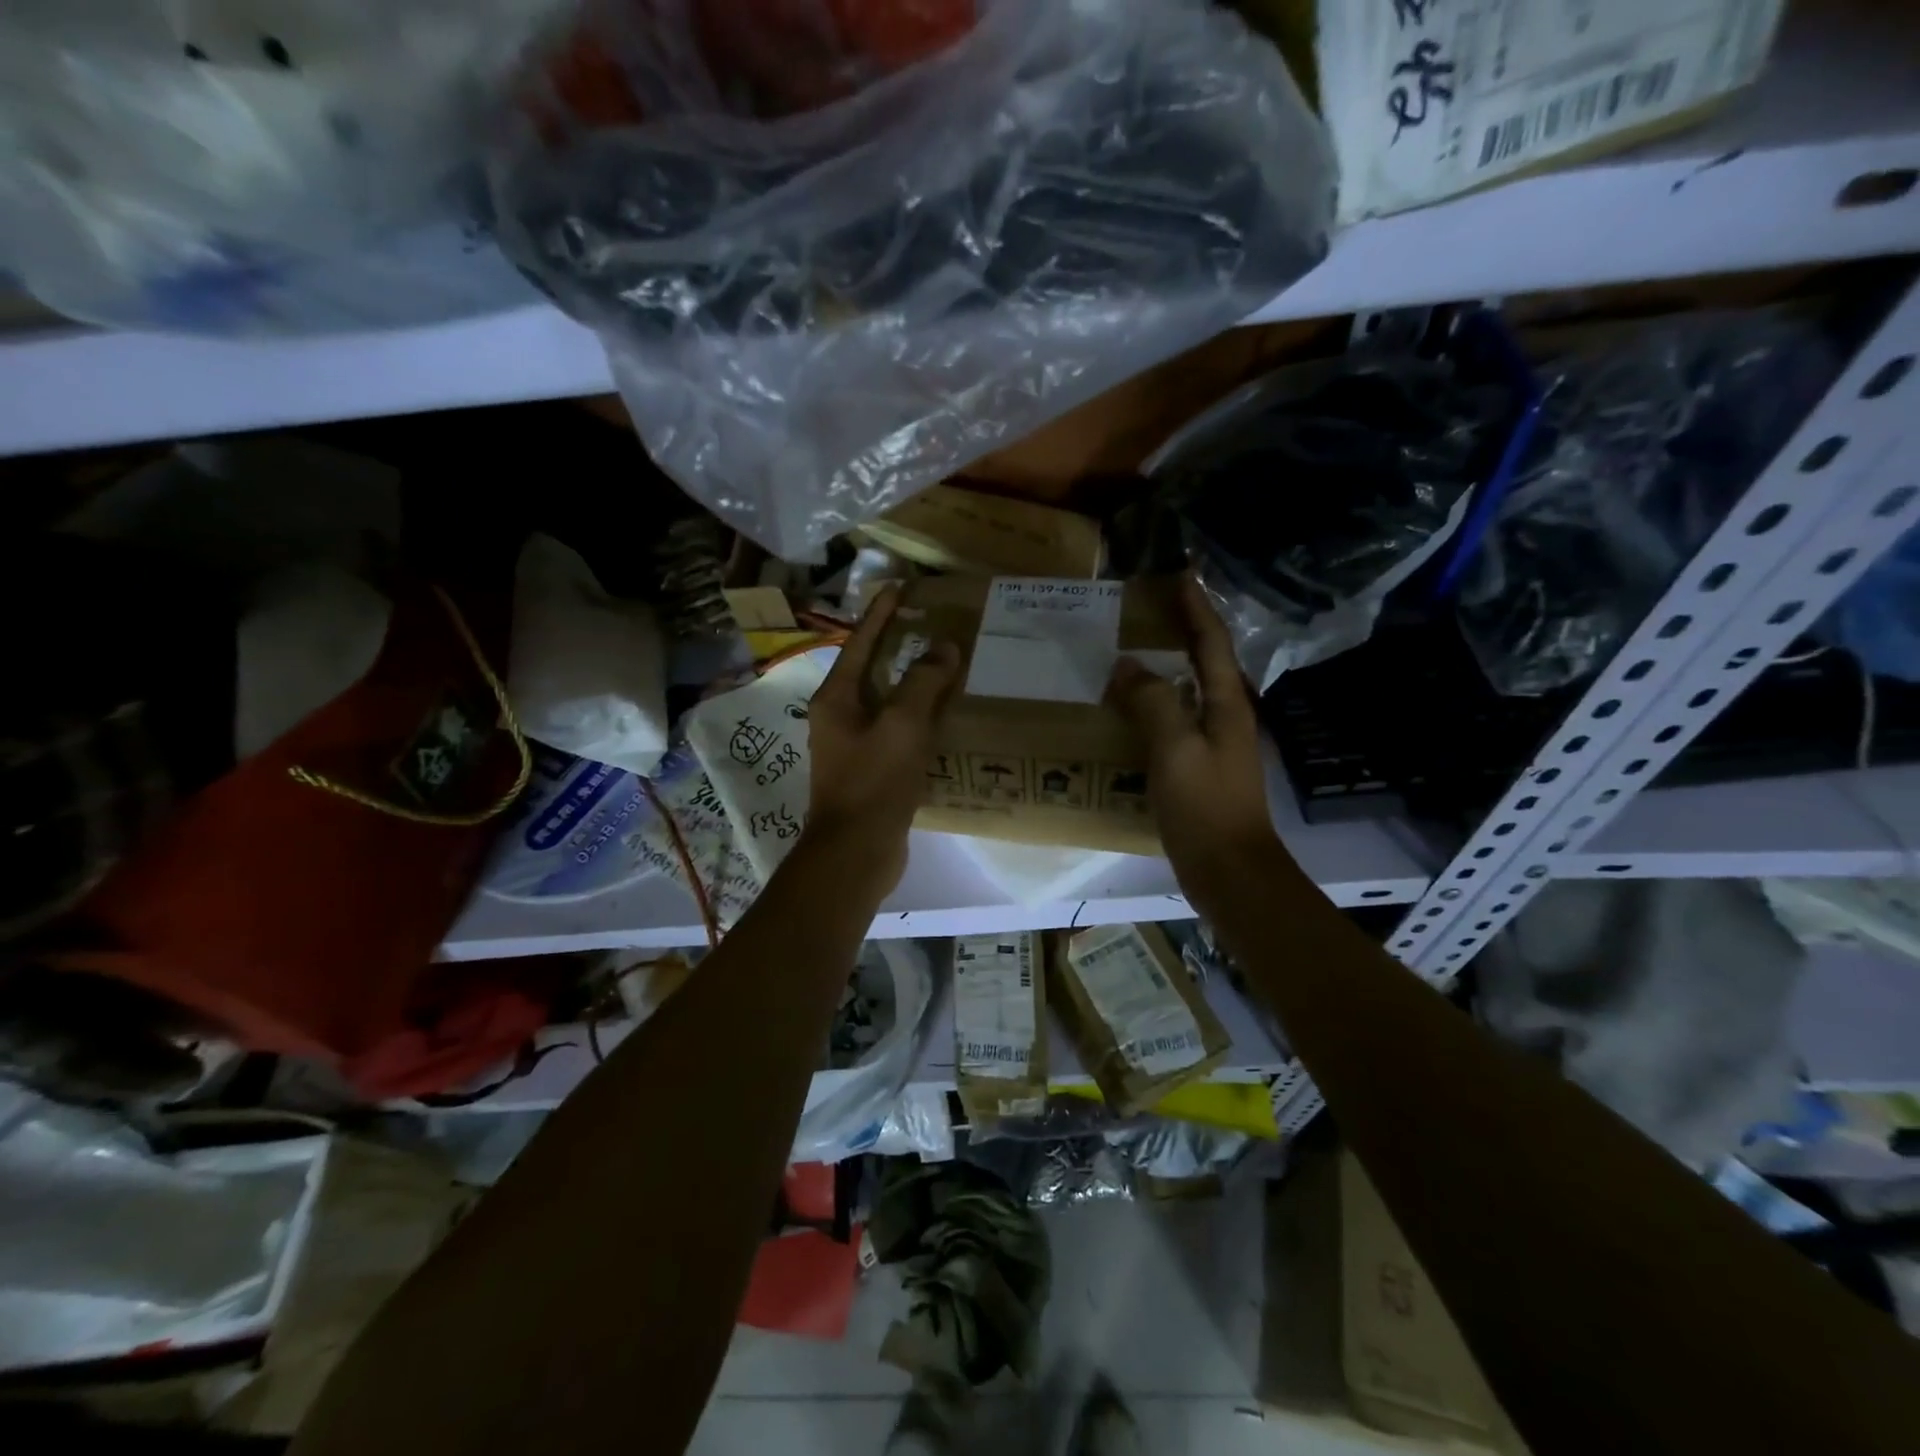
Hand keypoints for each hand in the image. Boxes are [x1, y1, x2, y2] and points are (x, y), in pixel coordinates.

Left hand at [803, 583, 960, 891]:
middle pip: (872, 670)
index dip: (880, 614)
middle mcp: (840, 717)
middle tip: (931, 624)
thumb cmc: (873, 782)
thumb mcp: (902, 726)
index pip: (860, 643)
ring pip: (887, 703)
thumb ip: (923, 684)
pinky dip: (918, 718)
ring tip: (945, 665)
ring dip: (913, 684)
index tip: (900, 587)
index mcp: (837, 699)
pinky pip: (896, 731)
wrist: (856, 853)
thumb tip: (943, 648)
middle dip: (899, 646)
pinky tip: (945, 716)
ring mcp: (853, 745)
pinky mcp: (871, 770)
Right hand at [1106, 577, 1288, 888]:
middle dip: (1180, 630)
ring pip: (1187, 692)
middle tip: (1145, 608)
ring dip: (1164, 667)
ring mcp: (1212, 745)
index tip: (1179, 574)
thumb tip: (1126, 666)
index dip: (1196, 607)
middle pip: (1203, 662)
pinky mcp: (1197, 770)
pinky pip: (1172, 723)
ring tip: (1130, 650)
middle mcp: (1224, 718)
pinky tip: (1127, 711)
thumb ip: (1153, 702)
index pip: (1212, 642)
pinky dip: (1152, 705)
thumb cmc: (1206, 806)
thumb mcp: (1176, 749)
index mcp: (1226, 705)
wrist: (1229, 871)